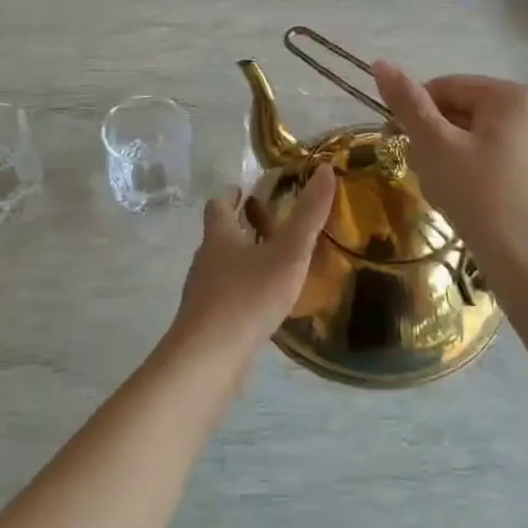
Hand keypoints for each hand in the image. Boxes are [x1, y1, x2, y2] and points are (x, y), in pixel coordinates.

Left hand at [164, 165, 336, 376]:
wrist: (209, 358)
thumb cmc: (248, 296)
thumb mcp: (288, 252)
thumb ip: (308, 214)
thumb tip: (324, 169)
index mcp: (219, 236)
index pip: (218, 206)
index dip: (230, 195)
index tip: (243, 190)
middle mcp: (205, 261)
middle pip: (218, 236)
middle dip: (240, 228)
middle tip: (269, 225)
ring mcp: (202, 294)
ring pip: (221, 268)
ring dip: (242, 261)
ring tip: (272, 265)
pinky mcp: (206, 324)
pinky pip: (226, 299)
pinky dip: (242, 293)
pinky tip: (263, 306)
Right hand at [372, 62, 527, 280]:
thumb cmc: (479, 197)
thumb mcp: (435, 146)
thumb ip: (408, 103)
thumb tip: (379, 62)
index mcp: (511, 95)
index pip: (444, 87)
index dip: (416, 115)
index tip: (402, 146)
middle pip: (460, 111)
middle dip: (434, 140)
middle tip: (426, 174)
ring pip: (472, 137)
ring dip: (447, 158)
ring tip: (444, 191)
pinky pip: (490, 157)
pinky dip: (469, 172)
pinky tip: (464, 200)